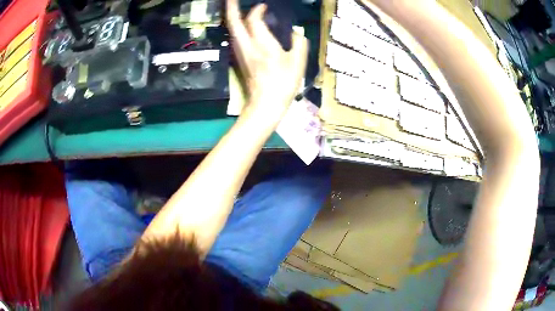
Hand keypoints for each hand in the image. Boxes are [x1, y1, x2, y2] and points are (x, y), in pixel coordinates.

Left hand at [226, 0, 308, 121]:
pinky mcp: (239, 60)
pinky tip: (241, 26)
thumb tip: (295, 32)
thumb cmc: (283, 84)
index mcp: (263, 44)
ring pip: (232, 30)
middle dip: (231, 8)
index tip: (263, 6)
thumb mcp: (298, 63)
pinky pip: (235, 38)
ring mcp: (240, 53)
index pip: (253, 20)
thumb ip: (299, 43)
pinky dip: (236, 28)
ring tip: (235, 9)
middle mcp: (247, 46)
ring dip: (232, 17)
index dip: (257, 10)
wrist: (265, 104)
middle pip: (234, 23)